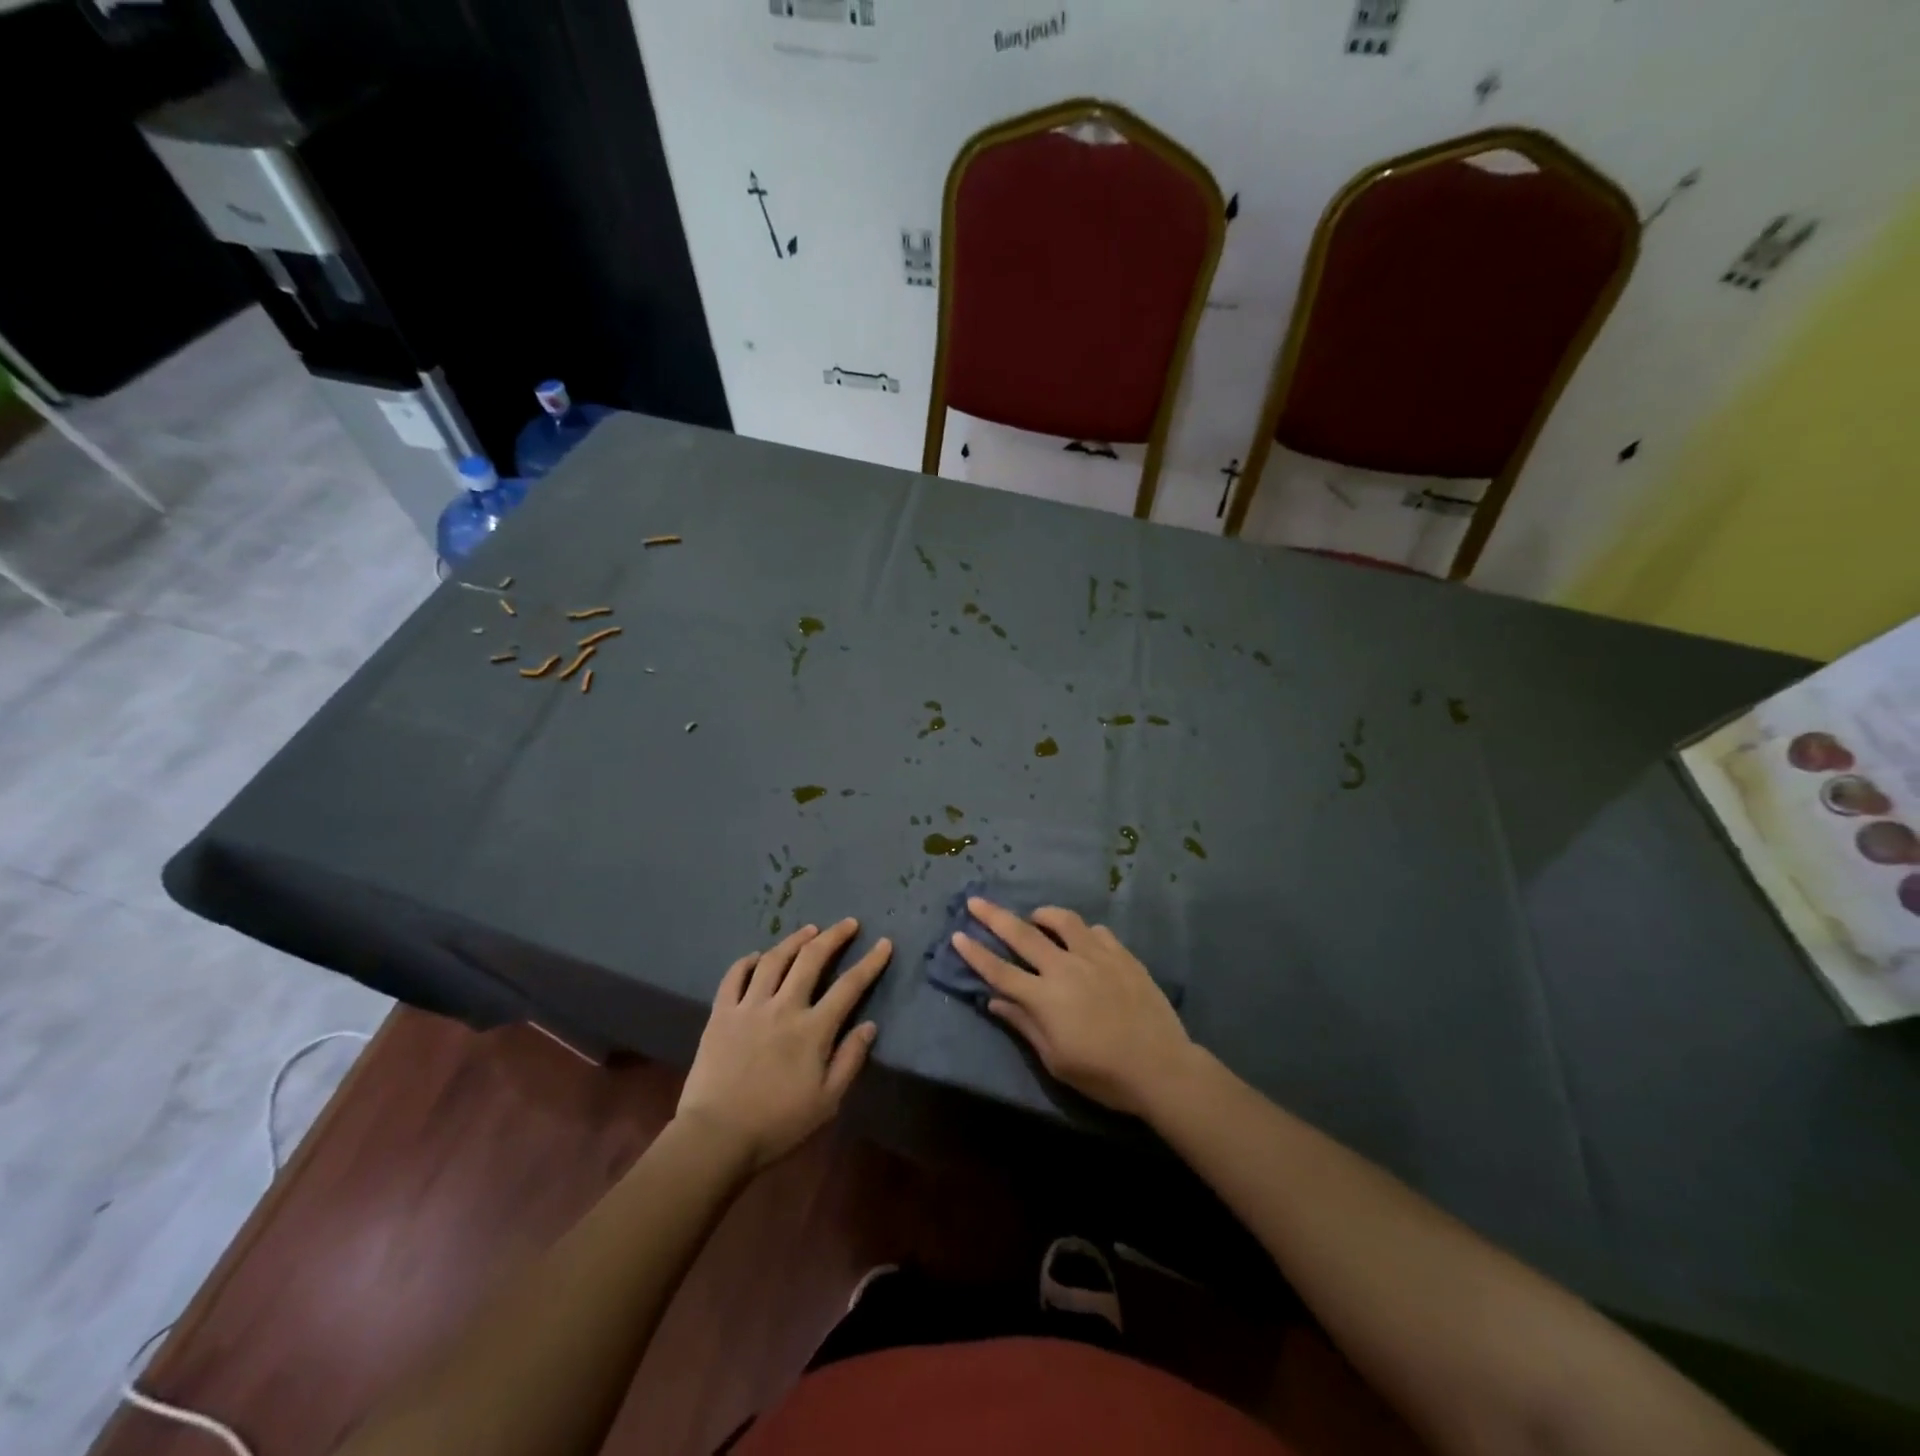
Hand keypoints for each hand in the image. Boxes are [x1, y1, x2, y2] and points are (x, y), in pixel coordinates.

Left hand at [676, 919, 890, 1170]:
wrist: (716, 1137)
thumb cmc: (777, 1124)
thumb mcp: (827, 1101)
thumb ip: (850, 1060)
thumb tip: (869, 1026)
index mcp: (813, 1029)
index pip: (849, 986)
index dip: (870, 962)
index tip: (883, 943)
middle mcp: (783, 1007)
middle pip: (811, 959)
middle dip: (833, 936)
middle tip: (848, 923)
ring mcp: (749, 1007)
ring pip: (774, 959)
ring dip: (795, 940)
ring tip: (809, 930)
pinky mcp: (721, 1013)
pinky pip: (735, 975)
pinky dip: (748, 961)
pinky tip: (759, 956)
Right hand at [952, 898, 1196, 1116]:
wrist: (1160, 1067)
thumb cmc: (1102, 1074)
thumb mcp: (1055, 1060)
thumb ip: (1024, 1024)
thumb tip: (995, 1001)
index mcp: (1044, 997)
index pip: (999, 971)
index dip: (975, 953)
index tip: (957, 935)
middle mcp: (1065, 968)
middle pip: (1022, 934)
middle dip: (994, 916)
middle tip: (975, 900)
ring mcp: (1095, 956)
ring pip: (1062, 921)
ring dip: (1042, 915)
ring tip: (1035, 918)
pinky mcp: (1122, 954)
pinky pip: (1096, 931)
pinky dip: (1082, 932)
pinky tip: (1082, 941)